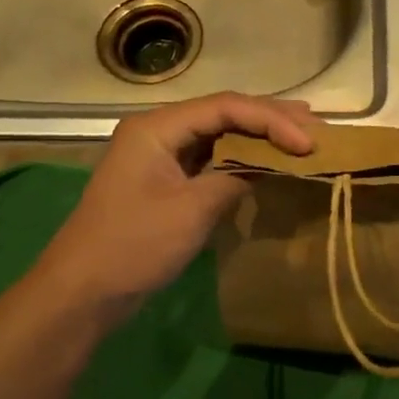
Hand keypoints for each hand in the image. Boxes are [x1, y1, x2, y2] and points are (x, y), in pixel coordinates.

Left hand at [35, 92, 314, 325]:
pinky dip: (242, 157)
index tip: (308, 143)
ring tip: (301, 132)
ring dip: (259, 135)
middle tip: (315, 124)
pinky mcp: (165, 179)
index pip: (226, 107)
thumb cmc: (135, 245)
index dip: (272, 120)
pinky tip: (268, 159)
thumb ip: (235, 177)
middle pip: (223, 113)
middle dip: (270, 119)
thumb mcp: (192, 210)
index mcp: (157, 127)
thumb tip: (267, 165)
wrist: (83, 291)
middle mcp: (159, 130)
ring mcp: (161, 155)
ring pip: (219, 133)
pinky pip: (210, 157)